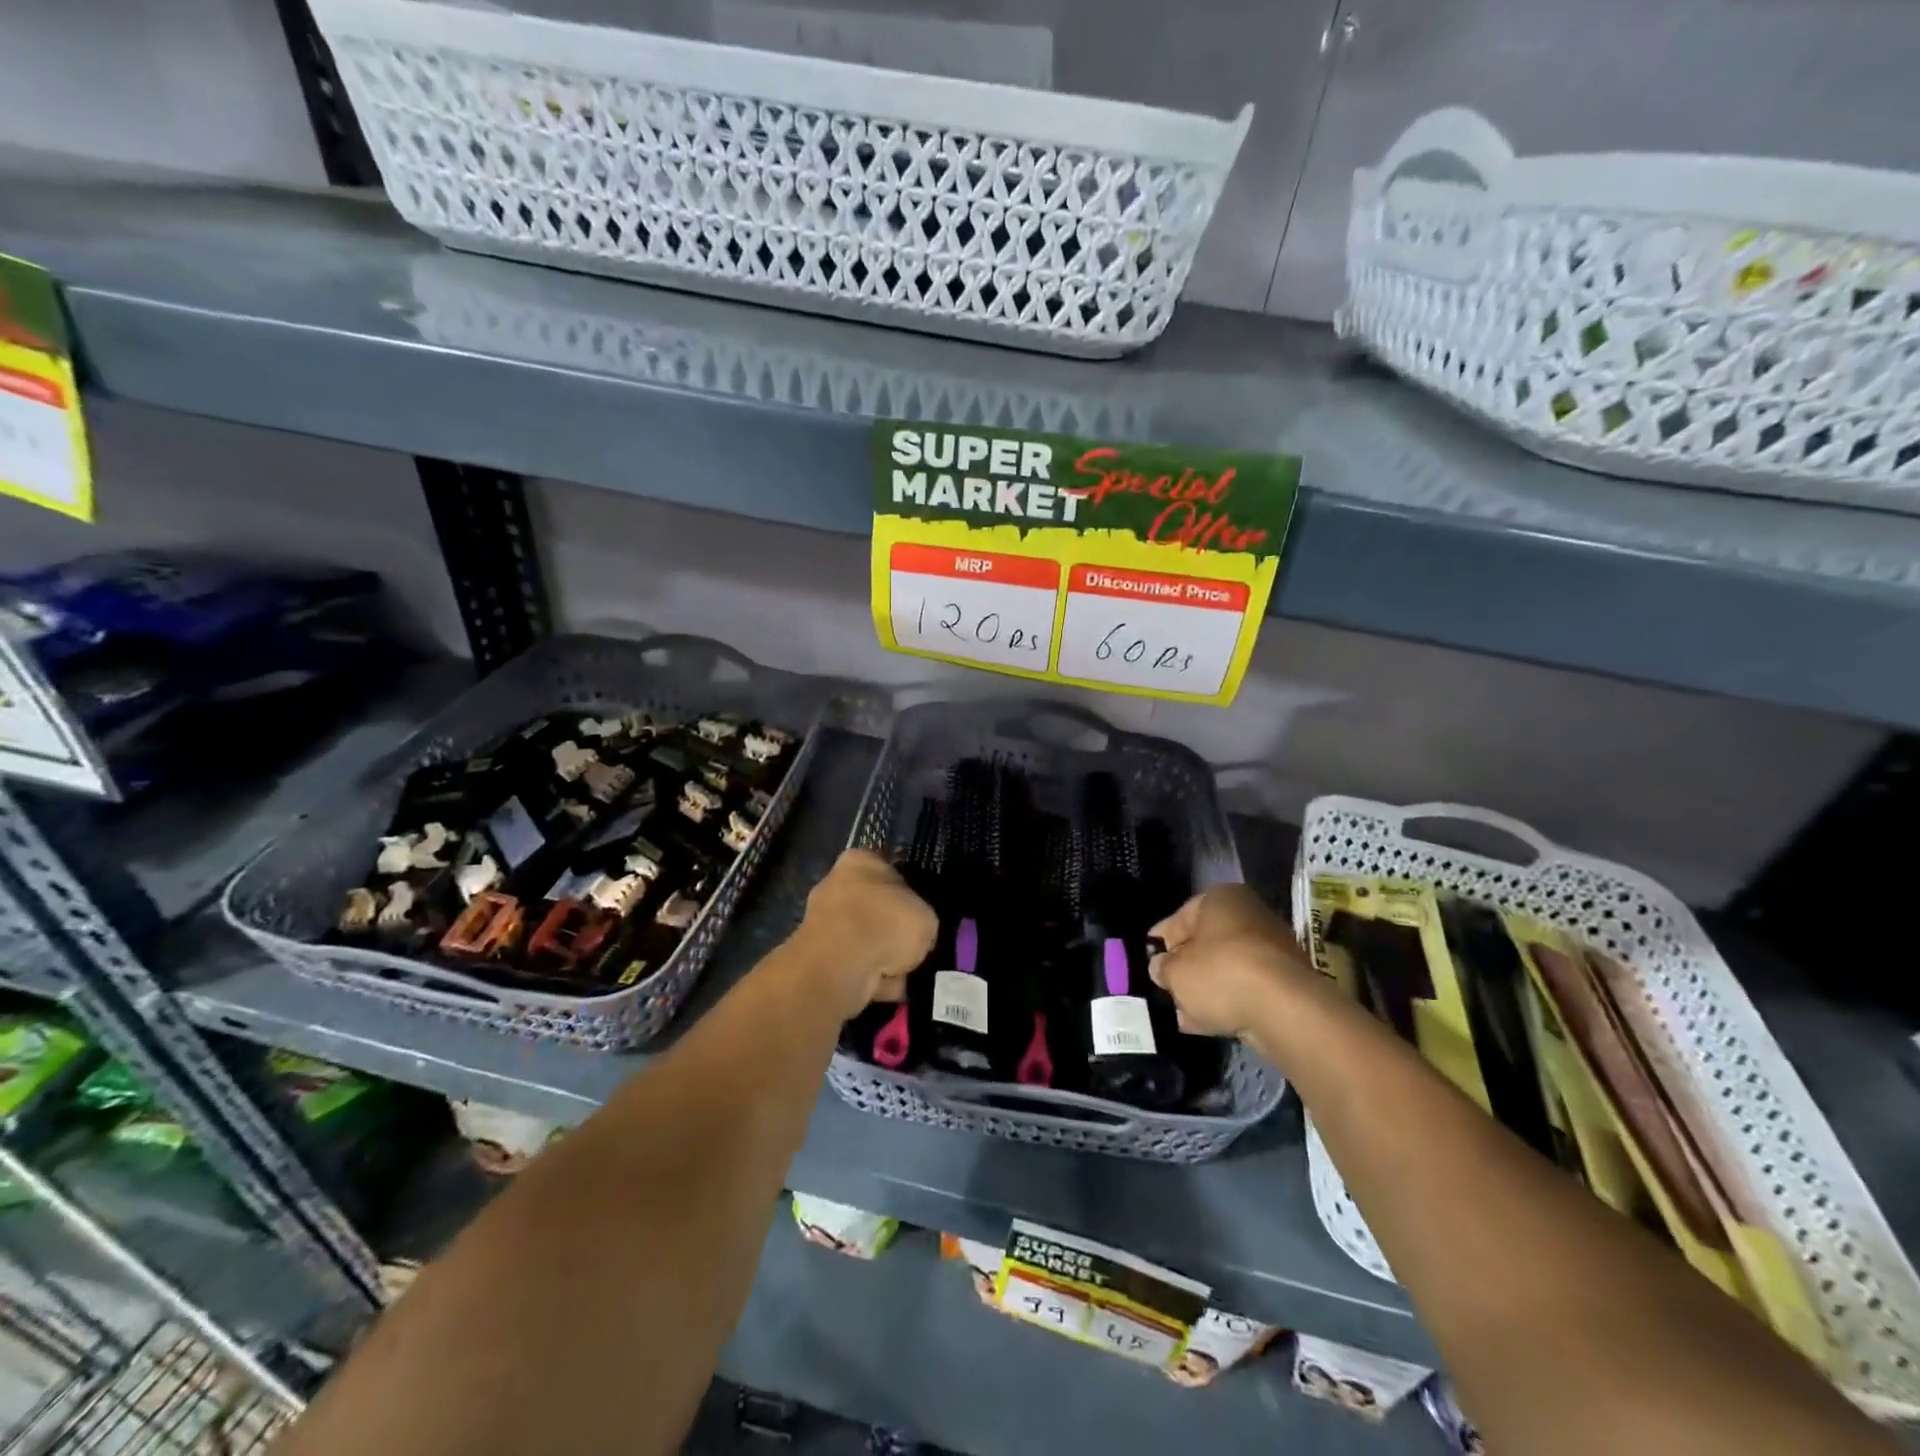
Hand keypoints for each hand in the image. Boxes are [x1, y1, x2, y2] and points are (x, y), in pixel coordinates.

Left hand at [795, 850, 937, 1018]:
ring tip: (903, 973)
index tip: (919, 915)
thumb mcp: (926, 917)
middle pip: (874, 908)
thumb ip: (921, 919)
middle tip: (913, 948)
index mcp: (860, 861)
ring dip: (882, 957)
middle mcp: (834, 884)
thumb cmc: (886, 924)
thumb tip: (916, 932)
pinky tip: (886, 987)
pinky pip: (853, 965)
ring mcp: (821, 921)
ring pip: (864, 939)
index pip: (888, 870)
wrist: (840, 966)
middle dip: (891, 930)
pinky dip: (869, 978)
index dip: (908, 893)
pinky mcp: (815, 956)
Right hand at [1148, 884, 1317, 1038]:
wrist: (1286, 1009)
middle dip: (1186, 969)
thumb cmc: (1221, 973)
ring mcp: (1272, 948)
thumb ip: (1162, 968)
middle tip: (1166, 990)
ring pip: (1226, 968)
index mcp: (1220, 898)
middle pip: (1206, 943)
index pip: (1179, 918)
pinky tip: (1208, 1023)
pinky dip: (1228, 1002)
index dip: (1160, 943)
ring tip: (1183, 1014)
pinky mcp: (1286, 982)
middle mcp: (1249, 914)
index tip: (1149, 964)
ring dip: (1206, 990)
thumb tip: (1160, 968)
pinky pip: (1246, 989)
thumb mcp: (1176, 972)